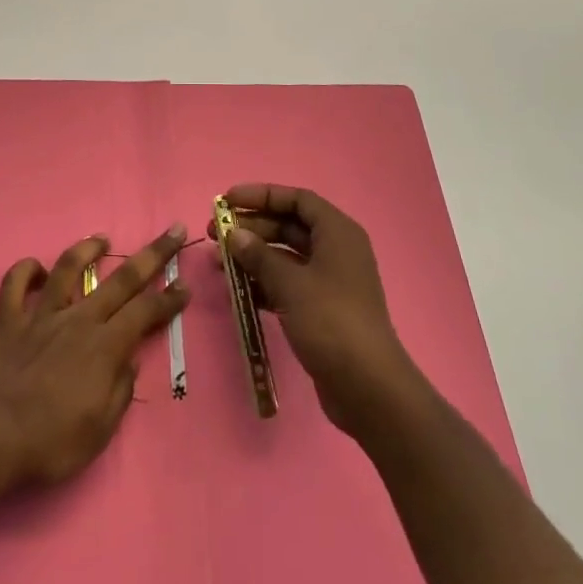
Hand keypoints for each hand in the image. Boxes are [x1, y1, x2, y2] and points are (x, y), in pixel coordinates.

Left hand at [0, 225, 190, 489]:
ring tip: (101, 240)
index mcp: (105, 345)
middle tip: (173, 231)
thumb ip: (119, 391)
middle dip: (153, 254)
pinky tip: (35, 269)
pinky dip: (25, 270)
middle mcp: (78, 319)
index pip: (146, 312)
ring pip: (68, 267)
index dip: (169, 298)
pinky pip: (15, 283)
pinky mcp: (7, 318)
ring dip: (88, 249)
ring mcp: (41, 314)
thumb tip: (128, 362)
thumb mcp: (99, 431)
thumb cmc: (49, 443)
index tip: (185, 286)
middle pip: (122, 278)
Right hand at [210, 185, 421, 436]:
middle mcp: (336, 250)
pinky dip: (263, 283)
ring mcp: (330, 281)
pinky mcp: (322, 309)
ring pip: (285, 256)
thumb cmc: (331, 322)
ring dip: (253, 257)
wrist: (368, 388)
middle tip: (215, 234)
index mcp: (337, 232)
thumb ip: (259, 256)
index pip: (297, 200)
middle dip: (252, 227)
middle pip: (289, 225)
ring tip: (218, 263)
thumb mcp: (291, 284)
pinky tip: (237, 291)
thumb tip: (234, 235)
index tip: (227, 200)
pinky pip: (288, 284)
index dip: (261, 195)